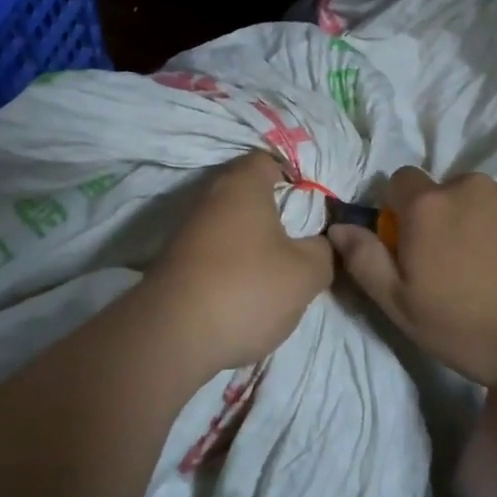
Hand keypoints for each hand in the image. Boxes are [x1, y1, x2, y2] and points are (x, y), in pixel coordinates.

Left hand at [144, 151, 334, 370]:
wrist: (171, 335)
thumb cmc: (246, 288)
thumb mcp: (304, 274)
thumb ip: (324, 252)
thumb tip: (324, 243)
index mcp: (242, 184)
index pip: (269, 160)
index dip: (295, 176)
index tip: (315, 203)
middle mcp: (210, 197)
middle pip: (249, 193)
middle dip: (276, 212)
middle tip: (303, 237)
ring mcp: (188, 229)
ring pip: (231, 223)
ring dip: (253, 240)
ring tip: (279, 268)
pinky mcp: (176, 260)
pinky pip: (214, 249)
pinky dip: (232, 262)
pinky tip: (247, 288)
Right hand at [328, 167, 496, 386]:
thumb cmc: (480, 328)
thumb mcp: (405, 309)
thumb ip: (366, 262)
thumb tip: (339, 227)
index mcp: (429, 207)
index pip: (401, 181)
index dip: (402, 209)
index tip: (414, 244)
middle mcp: (473, 187)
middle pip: (449, 193)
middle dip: (449, 220)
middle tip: (464, 270)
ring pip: (492, 203)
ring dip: (491, 228)